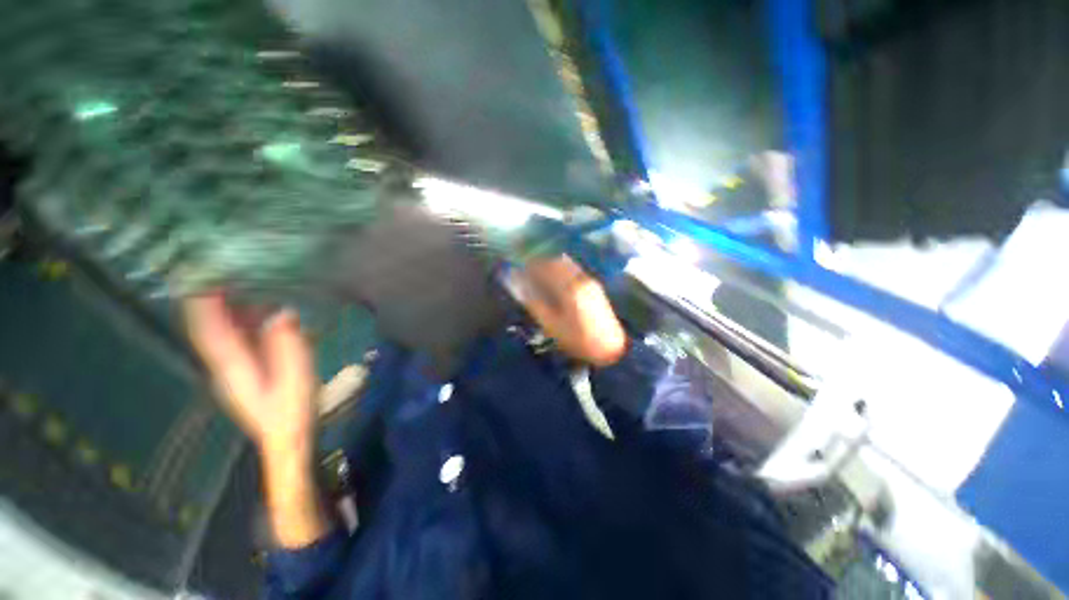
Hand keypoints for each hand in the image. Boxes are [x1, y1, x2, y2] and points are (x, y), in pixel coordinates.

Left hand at [185, 293, 327, 547]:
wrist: (287, 440)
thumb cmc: (293, 412)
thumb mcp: (297, 378)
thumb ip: (289, 346)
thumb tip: (283, 312)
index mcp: (233, 366)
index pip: (209, 328)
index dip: (203, 300)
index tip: (205, 272)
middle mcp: (225, 363)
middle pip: (211, 325)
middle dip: (212, 296)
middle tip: (225, 267)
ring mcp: (234, 366)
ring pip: (223, 329)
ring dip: (227, 305)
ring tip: (241, 279)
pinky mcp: (246, 368)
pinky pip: (238, 336)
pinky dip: (243, 318)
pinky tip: (258, 307)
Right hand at [517, 256, 627, 366]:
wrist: (610, 348)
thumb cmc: (577, 339)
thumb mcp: (552, 324)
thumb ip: (534, 303)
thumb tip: (519, 288)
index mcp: (569, 287)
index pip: (546, 267)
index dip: (531, 266)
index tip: (519, 269)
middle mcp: (581, 278)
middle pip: (558, 262)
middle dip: (541, 263)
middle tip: (528, 271)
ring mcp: (590, 281)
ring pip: (568, 265)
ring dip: (552, 266)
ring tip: (540, 276)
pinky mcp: (595, 286)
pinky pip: (575, 271)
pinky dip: (563, 271)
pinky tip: (556, 281)